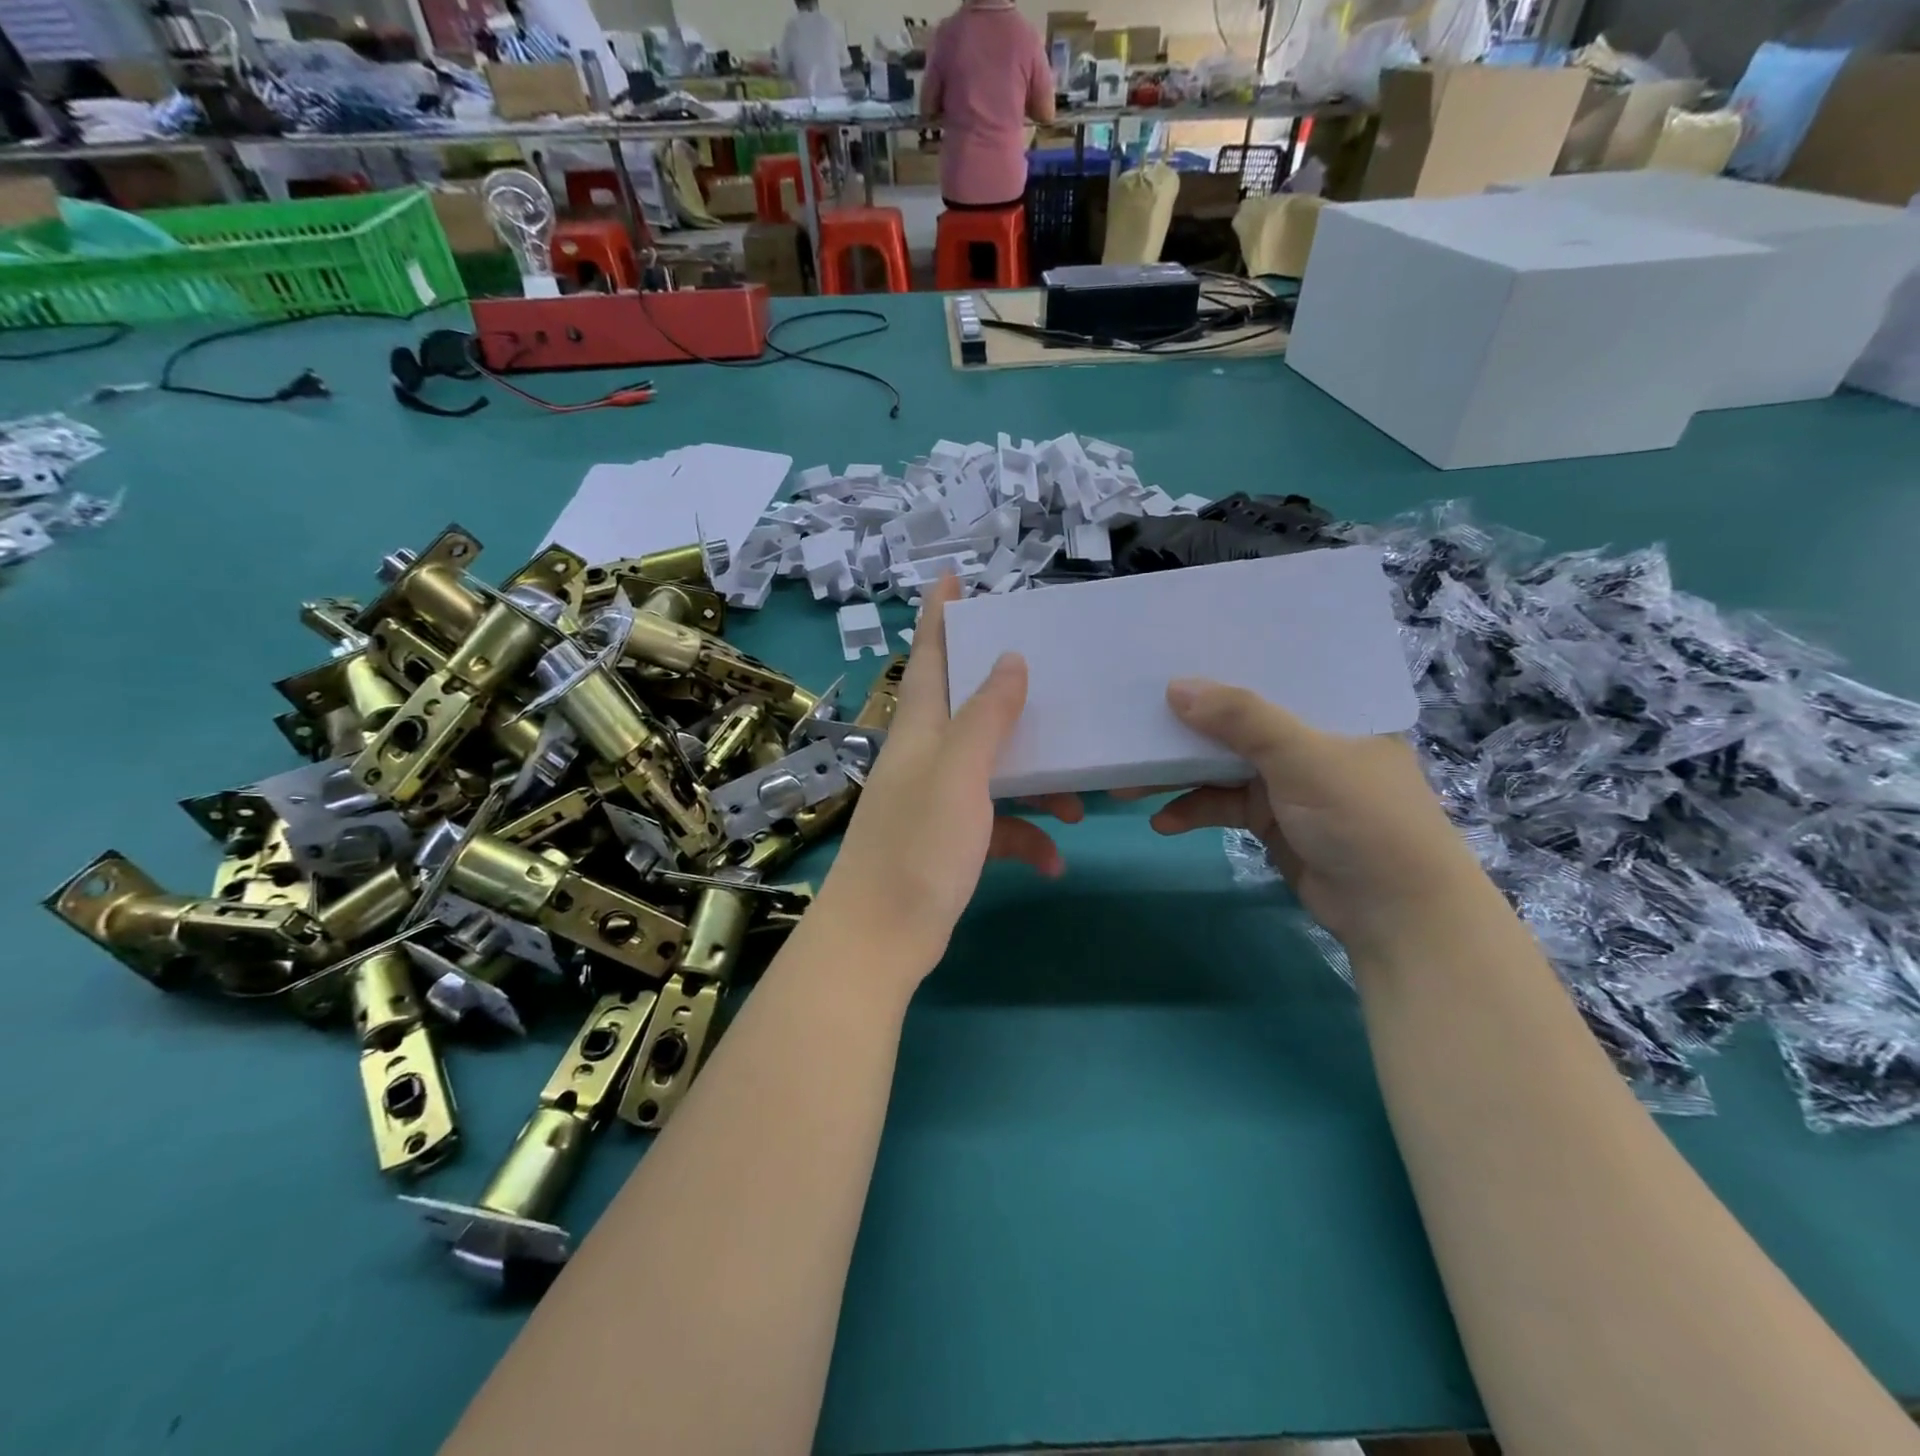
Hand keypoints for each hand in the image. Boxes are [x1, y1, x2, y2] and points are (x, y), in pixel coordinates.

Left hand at [817, 578, 1081, 977]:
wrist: (881, 939)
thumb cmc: (918, 848)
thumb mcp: (959, 773)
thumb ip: (985, 716)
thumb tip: (1011, 658)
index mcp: (920, 731)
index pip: (928, 657)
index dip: (938, 616)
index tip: (951, 578)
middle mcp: (926, 758)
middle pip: (968, 708)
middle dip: (1006, 692)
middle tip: (1049, 677)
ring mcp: (937, 801)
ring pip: (994, 770)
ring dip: (1036, 782)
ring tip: (1080, 800)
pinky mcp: (949, 843)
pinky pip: (998, 827)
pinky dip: (1027, 838)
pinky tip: (1056, 860)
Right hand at [1129, 680, 1487, 954]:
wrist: (1393, 912)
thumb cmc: (1362, 817)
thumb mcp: (1302, 757)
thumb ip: (1241, 718)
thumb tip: (1175, 687)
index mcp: (1333, 710)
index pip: (1275, 674)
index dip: (1226, 663)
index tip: (1174, 653)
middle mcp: (1308, 740)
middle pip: (1237, 722)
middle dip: (1186, 727)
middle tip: (1134, 722)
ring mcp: (1287, 782)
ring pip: (1221, 766)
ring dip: (1178, 775)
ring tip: (1128, 783)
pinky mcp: (1270, 820)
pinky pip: (1222, 805)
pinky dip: (1193, 811)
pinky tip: (1162, 821)